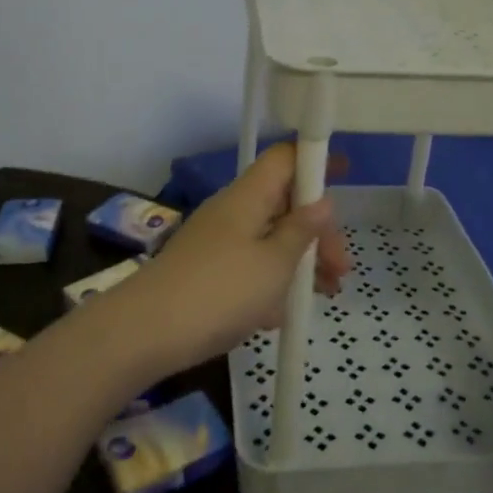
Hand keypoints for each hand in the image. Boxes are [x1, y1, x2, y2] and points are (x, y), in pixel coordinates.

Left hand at [116, 144, 349, 375]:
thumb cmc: (220, 292)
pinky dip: (272, 282)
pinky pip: (250, 265)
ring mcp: (217, 241)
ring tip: (325, 294)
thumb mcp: (274, 264)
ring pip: (270, 238)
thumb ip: (301, 231)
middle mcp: (232, 211)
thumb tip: (322, 201)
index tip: (347, 174)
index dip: (315, 160)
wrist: (145, 333)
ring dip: (300, 260)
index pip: (284, 159)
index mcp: (249, 196)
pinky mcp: (207, 271)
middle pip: (284, 203)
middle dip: (317, 230)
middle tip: (340, 269)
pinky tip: (281, 315)